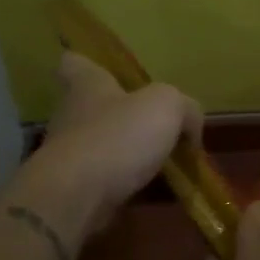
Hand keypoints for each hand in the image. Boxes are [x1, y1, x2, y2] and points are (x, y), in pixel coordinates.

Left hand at [11, 52, 202, 245]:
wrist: (78, 196)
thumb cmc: (119, 136)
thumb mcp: (167, 107)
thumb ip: (185, 108)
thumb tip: (191, 126)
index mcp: (87, 85)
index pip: (75, 62)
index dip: (88, 64)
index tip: (107, 73)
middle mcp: (71, 114)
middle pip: (91, 106)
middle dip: (118, 113)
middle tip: (153, 123)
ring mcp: (69, 153)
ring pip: (101, 144)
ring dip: (126, 151)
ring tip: (163, 162)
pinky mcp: (74, 186)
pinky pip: (105, 178)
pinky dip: (126, 182)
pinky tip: (153, 190)